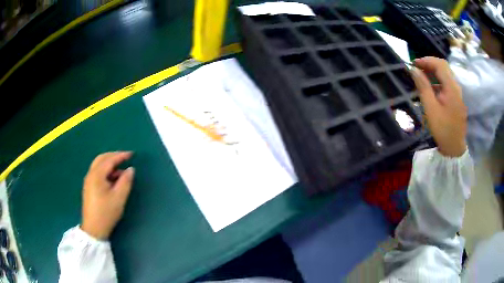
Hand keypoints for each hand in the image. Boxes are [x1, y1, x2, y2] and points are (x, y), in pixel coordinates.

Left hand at [81, 152, 134, 238]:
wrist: (94, 228)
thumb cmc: (106, 213)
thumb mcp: (119, 198)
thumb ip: (125, 182)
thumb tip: (130, 169)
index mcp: (96, 175)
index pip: (109, 160)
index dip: (121, 156)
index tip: (131, 154)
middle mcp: (90, 175)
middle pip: (101, 159)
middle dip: (113, 156)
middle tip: (125, 157)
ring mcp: (88, 181)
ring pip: (99, 165)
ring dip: (110, 164)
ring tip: (121, 170)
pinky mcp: (89, 187)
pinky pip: (98, 173)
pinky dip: (106, 171)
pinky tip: (113, 179)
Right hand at [410, 57, 466, 156]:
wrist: (454, 148)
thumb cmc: (442, 129)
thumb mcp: (431, 108)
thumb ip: (423, 87)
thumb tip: (414, 70)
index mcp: (451, 88)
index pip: (439, 64)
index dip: (426, 60)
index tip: (414, 63)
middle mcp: (456, 87)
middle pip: (444, 67)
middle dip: (430, 64)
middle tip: (417, 68)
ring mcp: (458, 94)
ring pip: (445, 75)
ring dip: (433, 72)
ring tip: (422, 77)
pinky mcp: (457, 100)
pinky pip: (447, 84)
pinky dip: (437, 81)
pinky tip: (431, 89)